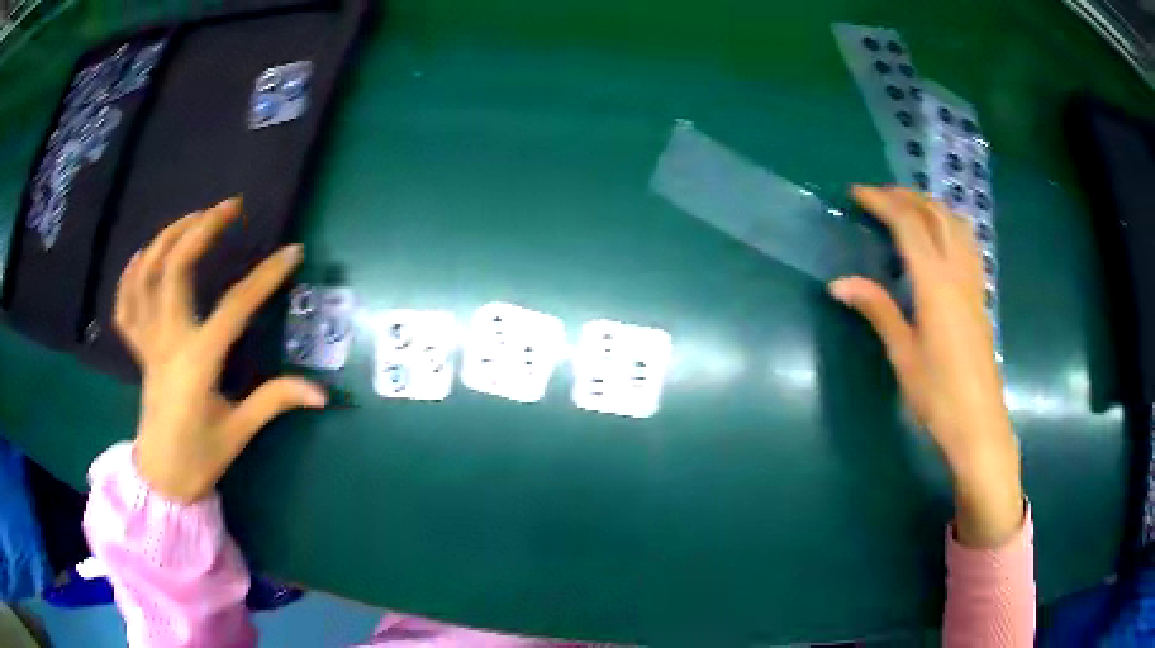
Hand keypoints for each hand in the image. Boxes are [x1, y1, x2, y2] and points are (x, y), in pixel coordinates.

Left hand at [114, 198, 326, 503]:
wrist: (162, 478)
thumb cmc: (201, 458)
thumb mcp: (240, 432)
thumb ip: (275, 401)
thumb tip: (322, 392)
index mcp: (198, 362)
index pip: (234, 307)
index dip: (265, 277)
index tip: (292, 253)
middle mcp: (168, 341)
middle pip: (175, 268)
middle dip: (202, 229)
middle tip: (230, 207)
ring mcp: (148, 342)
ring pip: (146, 275)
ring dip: (167, 238)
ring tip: (192, 219)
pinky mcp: (138, 350)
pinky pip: (126, 304)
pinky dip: (131, 274)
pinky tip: (145, 255)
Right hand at [829, 186, 1022, 547]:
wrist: (979, 425)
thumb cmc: (938, 395)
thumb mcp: (903, 354)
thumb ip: (877, 310)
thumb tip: (839, 283)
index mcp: (935, 283)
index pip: (909, 225)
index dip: (882, 202)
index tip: (857, 194)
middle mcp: (958, 272)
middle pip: (935, 214)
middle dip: (905, 197)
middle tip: (878, 197)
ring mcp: (974, 282)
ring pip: (956, 224)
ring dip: (930, 206)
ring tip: (907, 208)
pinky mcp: (981, 296)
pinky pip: (967, 242)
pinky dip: (949, 224)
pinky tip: (939, 238)